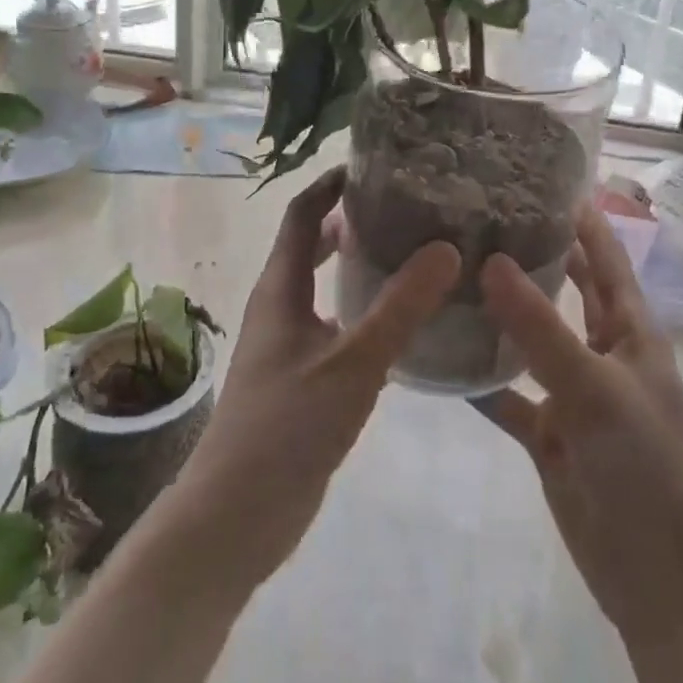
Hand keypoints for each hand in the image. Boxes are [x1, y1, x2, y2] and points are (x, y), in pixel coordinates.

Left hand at [171, 166, 459, 589]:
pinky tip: (399, 323)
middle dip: (350, 219)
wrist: (235, 518)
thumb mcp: (353, 363)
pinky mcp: (300, 377)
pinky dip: (361, 308)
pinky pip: (333, 322)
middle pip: (311, 243)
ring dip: (357, 263)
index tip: (375, 164)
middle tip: (405, 207)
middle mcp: (280, 304)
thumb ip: (400, 307)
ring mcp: (287, 343)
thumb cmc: (286, 428)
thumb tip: (447, 247)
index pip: (302, 213)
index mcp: (280, 287)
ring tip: (411, 253)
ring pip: (323, 285)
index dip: (331, 184)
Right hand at [474, 208, 682, 640]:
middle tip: (481, 215)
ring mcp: (573, 391)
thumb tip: (490, 261)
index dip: (579, 216)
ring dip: (500, 311)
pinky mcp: (549, 432)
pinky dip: (481, 379)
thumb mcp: (595, 389)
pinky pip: (509, 395)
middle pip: (567, 287)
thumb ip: (541, 327)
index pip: (604, 254)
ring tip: (452, 272)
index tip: (536, 175)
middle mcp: (602, 349)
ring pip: (531, 338)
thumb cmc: (646, 466)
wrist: (659, 579)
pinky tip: (441, 357)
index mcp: (630, 329)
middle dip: (535, 252)